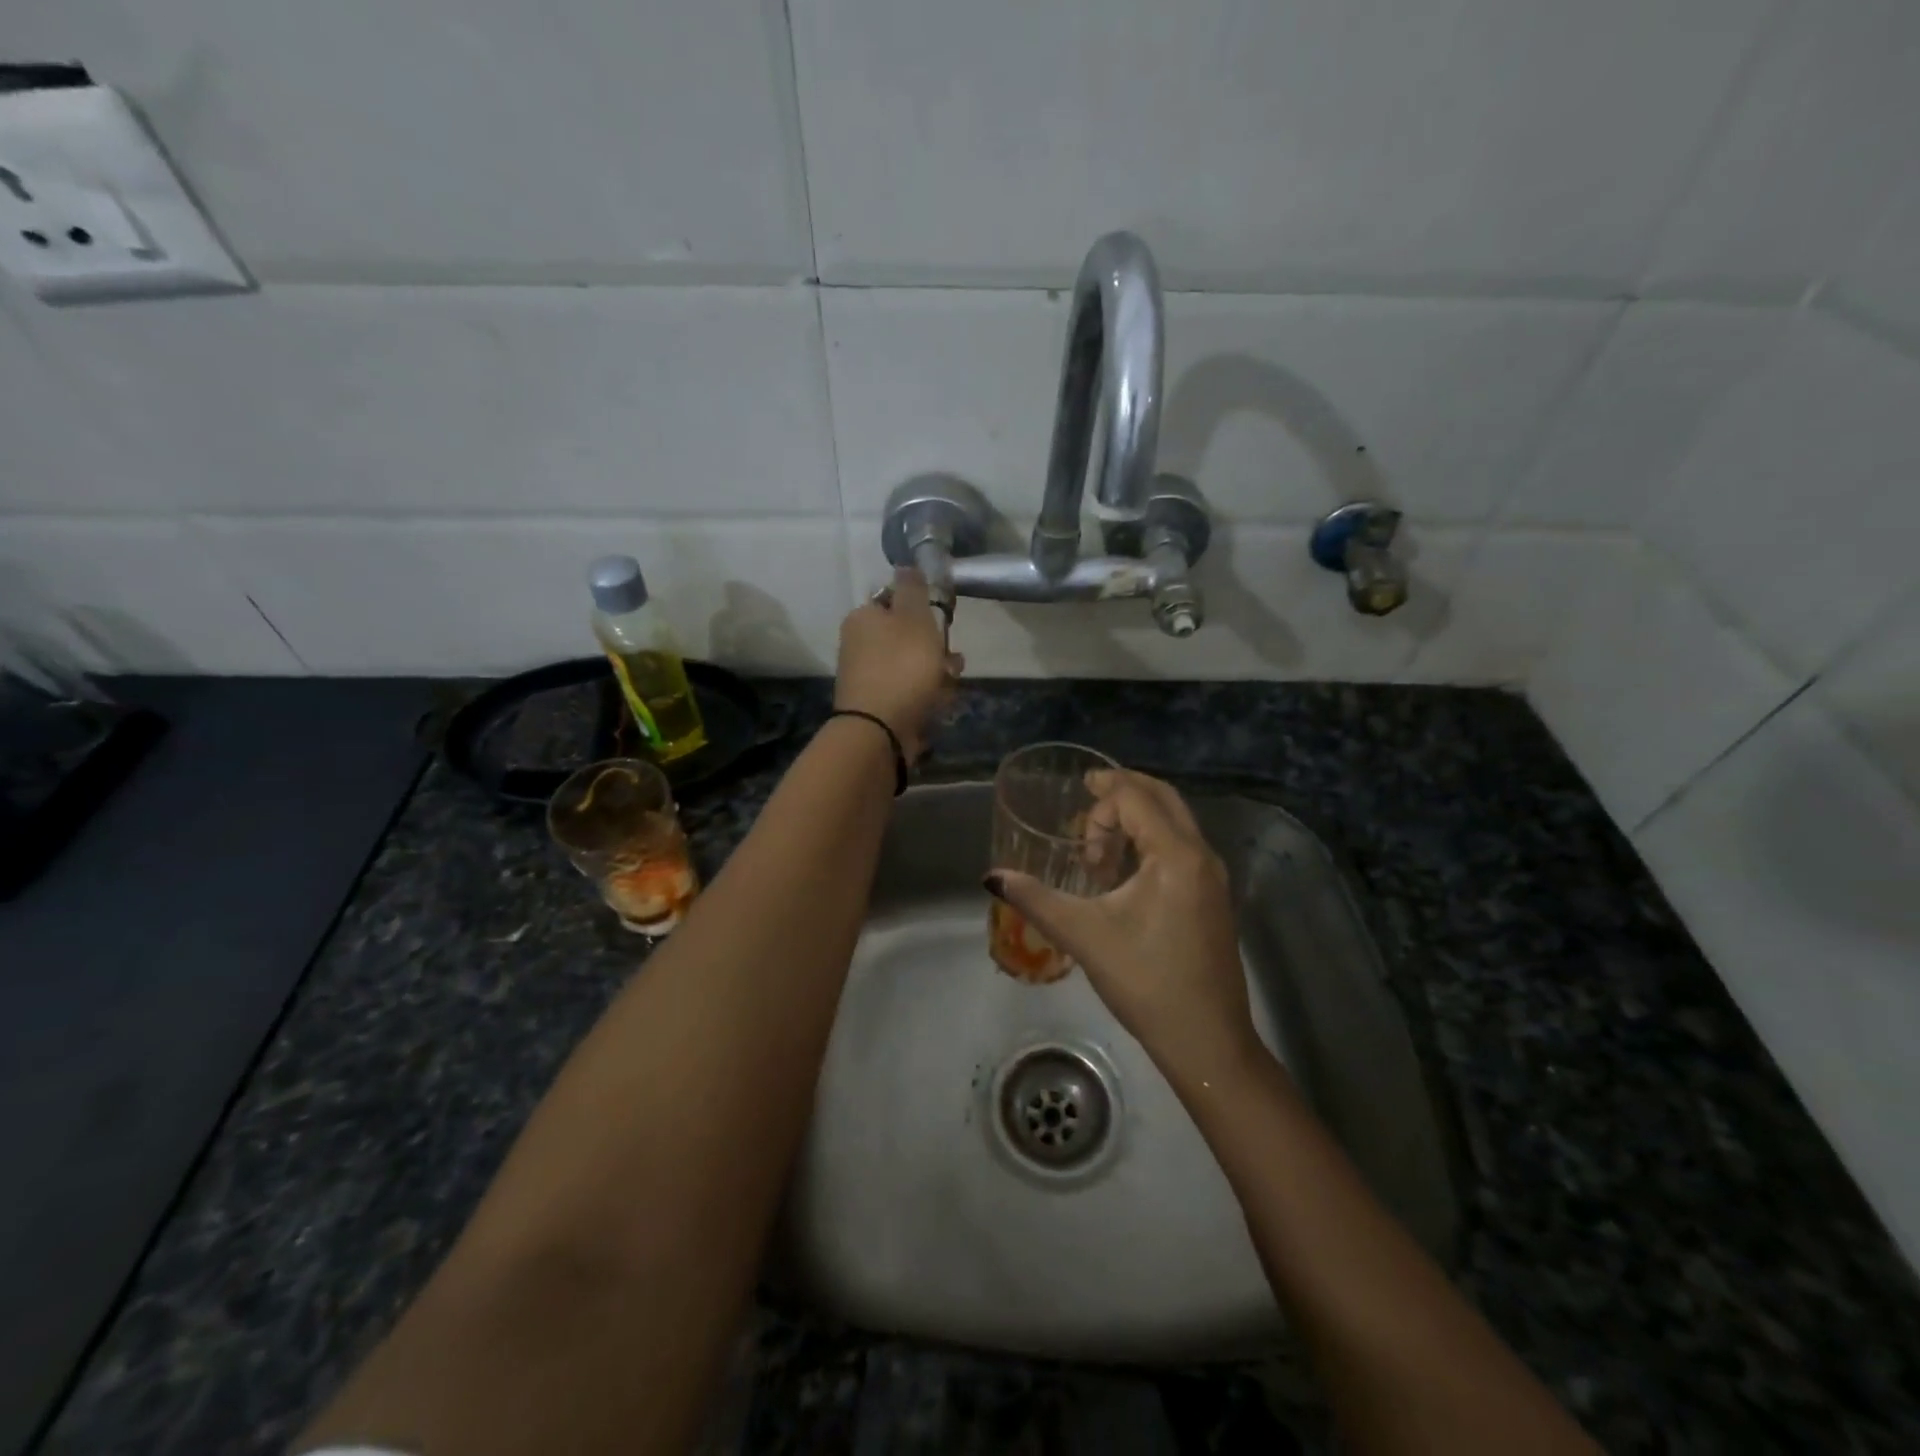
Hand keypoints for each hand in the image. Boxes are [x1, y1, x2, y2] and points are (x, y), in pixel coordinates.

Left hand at [834, 568, 962, 762]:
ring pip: (911, 666)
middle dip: (934, 646)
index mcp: (862, 619)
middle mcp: (859, 646)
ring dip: (935, 672)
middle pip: (906, 637)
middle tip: (950, 658)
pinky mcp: (878, 706)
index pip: (894, 601)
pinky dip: (927, 694)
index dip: (921, 609)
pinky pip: (909, 692)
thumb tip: (906, 566)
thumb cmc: (901, 666)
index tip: (940, 622)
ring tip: (950, 683)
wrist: (880, 729)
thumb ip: (913, 589)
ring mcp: (867, 678)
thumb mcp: (913, 617)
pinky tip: (940, 703)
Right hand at [986, 770, 1260, 1085]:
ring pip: (1176, 820)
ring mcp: (1214, 877)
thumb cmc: (1145, 981)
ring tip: (1100, 846)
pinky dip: (1153, 838)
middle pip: (1163, 797)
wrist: (1207, 1040)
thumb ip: (1036, 899)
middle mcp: (1202, 855)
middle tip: (1087, 798)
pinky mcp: (1215, 898)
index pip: (1136, 798)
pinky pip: (1182, 845)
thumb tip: (992, 877)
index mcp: (1176, 855)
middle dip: (1123, 792)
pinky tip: (1126, 872)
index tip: (1076, 824)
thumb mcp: (1084, 935)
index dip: (1101, 799)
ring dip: (1138, 817)